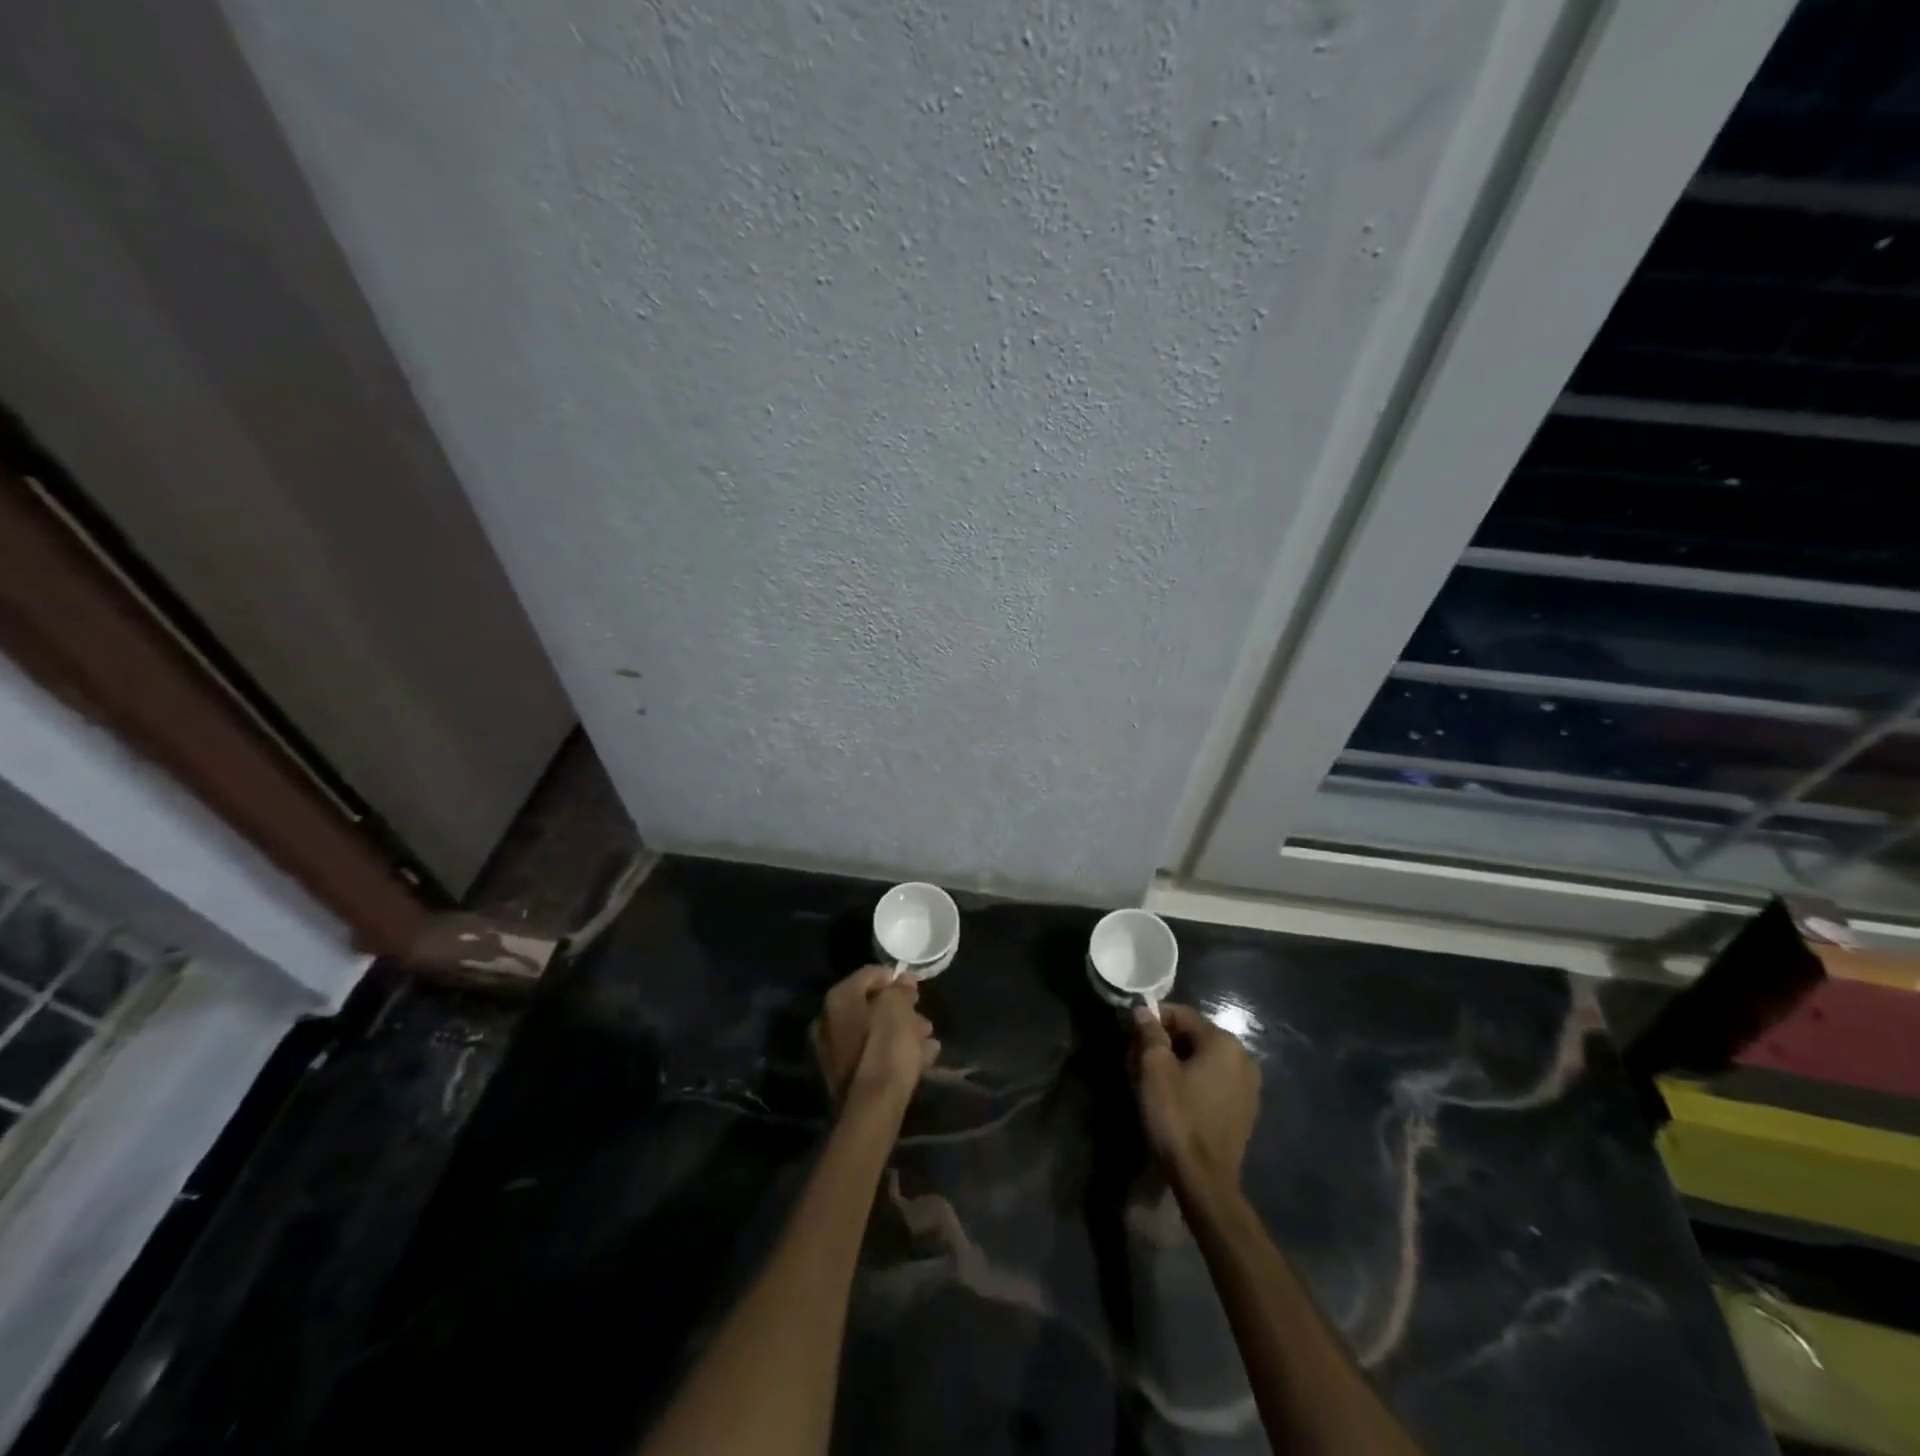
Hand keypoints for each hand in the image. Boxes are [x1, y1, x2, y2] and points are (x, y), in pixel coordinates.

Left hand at [811, 966, 938, 1106]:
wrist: (874, 1106)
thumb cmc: (887, 1046)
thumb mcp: (900, 1008)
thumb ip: (901, 990)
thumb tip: (903, 980)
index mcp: (839, 999)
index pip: (870, 974)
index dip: (894, 977)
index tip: (915, 987)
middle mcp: (829, 1021)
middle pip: (870, 1005)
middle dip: (899, 1008)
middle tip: (922, 1015)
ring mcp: (835, 1051)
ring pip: (874, 1031)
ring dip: (901, 1031)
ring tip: (928, 1038)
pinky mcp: (846, 1076)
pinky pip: (874, 1054)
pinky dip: (895, 1052)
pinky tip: (922, 1057)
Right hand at [1132, 1003, 1259, 1190]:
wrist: (1205, 1179)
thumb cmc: (1177, 1115)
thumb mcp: (1154, 1069)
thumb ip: (1150, 1034)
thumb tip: (1144, 1010)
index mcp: (1223, 1042)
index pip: (1182, 1015)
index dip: (1154, 1019)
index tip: (1132, 1033)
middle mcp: (1243, 1057)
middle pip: (1194, 1036)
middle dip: (1164, 1042)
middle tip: (1136, 1058)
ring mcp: (1249, 1085)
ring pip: (1204, 1059)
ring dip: (1177, 1061)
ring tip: (1151, 1078)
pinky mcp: (1245, 1109)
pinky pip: (1215, 1080)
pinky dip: (1194, 1080)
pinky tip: (1174, 1096)